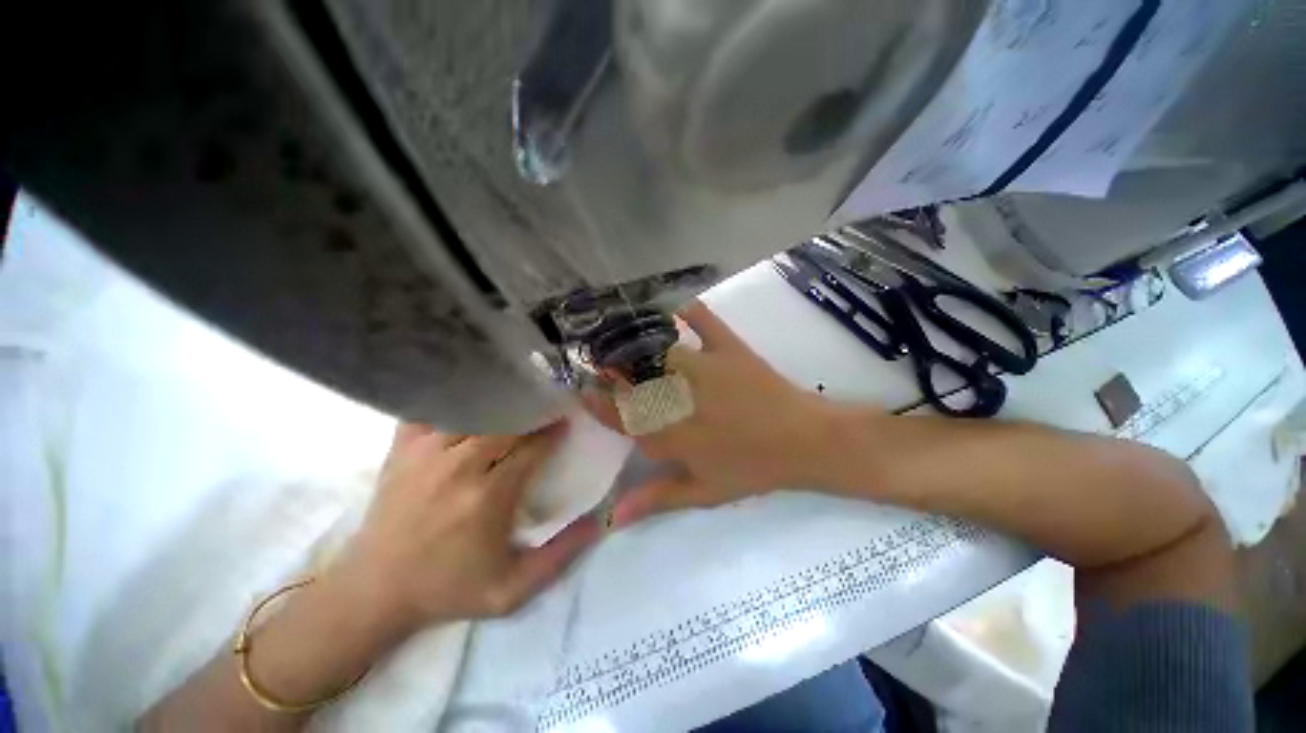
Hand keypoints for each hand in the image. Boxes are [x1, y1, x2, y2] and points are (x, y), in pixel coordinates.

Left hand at [335, 421, 600, 631]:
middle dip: (530, 413)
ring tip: (513, 401)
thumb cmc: (449, 589)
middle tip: (544, 408)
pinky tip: (466, 402)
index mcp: (487, 497)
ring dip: (497, 405)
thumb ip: (560, 557)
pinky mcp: (401, 450)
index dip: (552, 431)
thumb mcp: (512, 590)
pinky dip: (452, 403)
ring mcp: (425, 454)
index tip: (565, 422)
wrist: (374, 591)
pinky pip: (431, 411)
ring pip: (472, 412)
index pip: (531, 447)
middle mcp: (458, 467)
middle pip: (505, 423)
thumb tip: (599, 523)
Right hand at [587, 302, 855, 525]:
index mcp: (673, 435)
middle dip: (613, 371)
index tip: (584, 390)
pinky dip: (689, 310)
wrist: (804, 442)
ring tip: (624, 338)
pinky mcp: (729, 349)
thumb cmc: (752, 469)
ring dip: (637, 345)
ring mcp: (704, 369)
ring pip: (658, 352)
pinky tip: (675, 305)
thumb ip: (657, 499)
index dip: (599, 404)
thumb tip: (612, 517)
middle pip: (634, 381)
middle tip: (603, 362)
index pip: (623, 418)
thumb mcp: (704, 491)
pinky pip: (704, 321)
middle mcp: (680, 398)